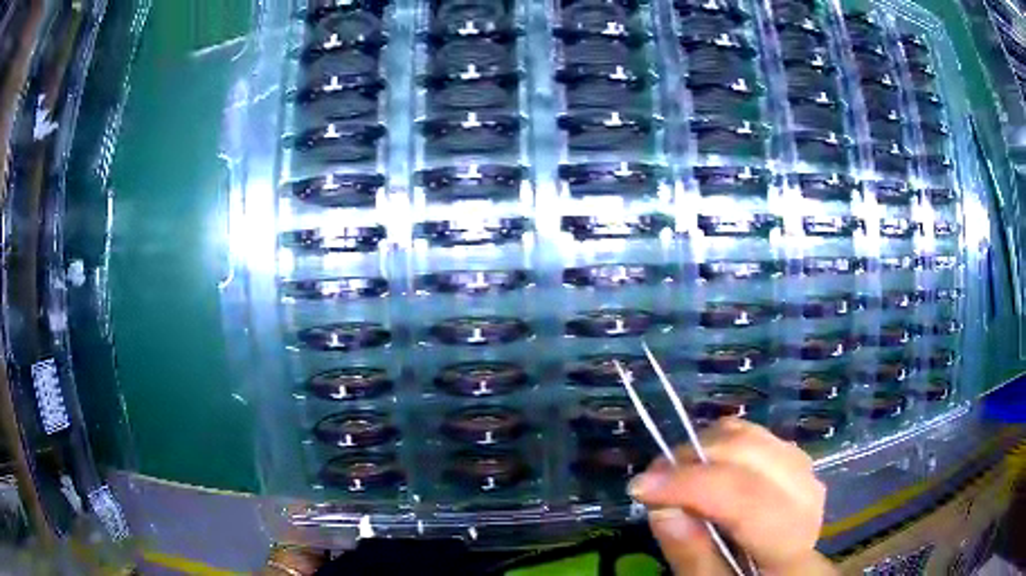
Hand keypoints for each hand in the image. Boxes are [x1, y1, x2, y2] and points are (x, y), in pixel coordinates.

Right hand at [628, 418, 835, 575]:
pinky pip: (761, 437)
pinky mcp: (799, 464)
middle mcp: (810, 500)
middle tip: (653, 479)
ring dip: (708, 447)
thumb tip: (661, 508)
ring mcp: (808, 476)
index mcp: (791, 546)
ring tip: (675, 472)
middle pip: (754, 457)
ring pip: (757, 439)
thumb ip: (692, 556)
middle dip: (696, 458)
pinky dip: (726, 442)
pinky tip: (705, 464)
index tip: (640, 486)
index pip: (747, 501)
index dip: (692, 485)